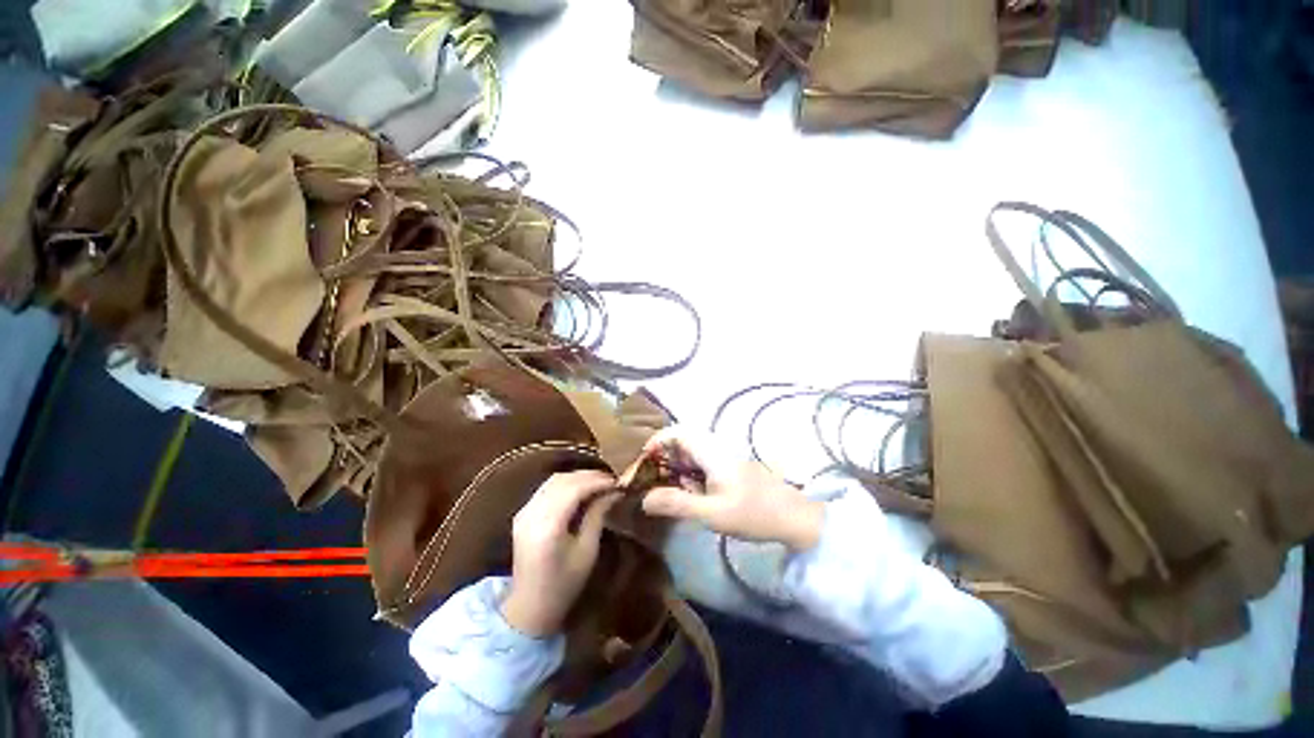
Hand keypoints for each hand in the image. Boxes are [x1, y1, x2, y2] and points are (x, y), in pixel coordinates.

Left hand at [501, 471, 620, 637]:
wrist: (529, 607)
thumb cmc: (564, 584)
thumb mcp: (587, 551)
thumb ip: (597, 516)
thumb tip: (613, 492)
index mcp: (548, 526)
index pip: (574, 488)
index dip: (597, 481)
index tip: (616, 481)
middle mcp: (532, 513)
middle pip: (563, 480)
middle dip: (588, 476)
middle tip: (610, 480)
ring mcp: (524, 512)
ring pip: (553, 480)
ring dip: (577, 477)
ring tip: (598, 482)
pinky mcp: (522, 514)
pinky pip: (546, 488)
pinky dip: (565, 483)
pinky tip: (579, 489)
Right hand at [632, 427, 823, 551]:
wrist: (794, 518)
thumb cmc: (753, 513)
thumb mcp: (712, 513)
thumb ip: (677, 503)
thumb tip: (644, 499)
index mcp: (711, 451)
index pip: (677, 432)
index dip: (656, 441)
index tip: (641, 462)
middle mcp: (715, 448)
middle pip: (681, 441)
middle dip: (661, 456)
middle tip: (647, 478)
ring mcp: (723, 458)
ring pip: (690, 453)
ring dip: (674, 466)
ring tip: (662, 488)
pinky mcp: (728, 469)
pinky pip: (700, 464)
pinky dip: (687, 474)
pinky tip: (687, 494)